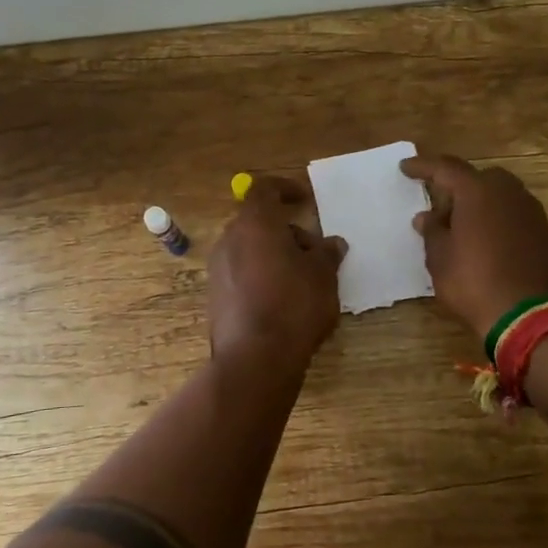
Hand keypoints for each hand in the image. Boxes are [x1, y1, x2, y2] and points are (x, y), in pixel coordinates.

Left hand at [206, 174, 346, 372]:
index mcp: (254, 223)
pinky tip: (283, 301)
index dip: (285, 189)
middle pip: (257, 222)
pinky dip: (261, 276)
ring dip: (274, 255)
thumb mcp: (323, 275)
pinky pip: (241, 274)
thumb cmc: (294, 304)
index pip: (264, 190)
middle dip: (285, 231)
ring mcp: (218, 269)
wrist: (255, 358)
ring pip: (249, 249)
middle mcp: (229, 240)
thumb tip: (332, 243)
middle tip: (313, 251)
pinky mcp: (215, 297)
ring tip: (303, 280)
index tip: (304, 199)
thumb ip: (326, 253)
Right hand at [402, 152, 547, 340]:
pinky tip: (488, 245)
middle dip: (458, 187)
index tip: (405, 168)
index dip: (423, 167)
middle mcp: (509, 193)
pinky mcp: (547, 235)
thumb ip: (432, 231)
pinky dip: (499, 223)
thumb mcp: (440, 259)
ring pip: (501, 197)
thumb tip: (427, 217)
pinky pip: (516, 217)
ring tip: (464, 228)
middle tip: (441, 207)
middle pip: (479, 179)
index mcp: (478, 191)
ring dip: (481, 206)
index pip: (446, 168)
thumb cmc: (474, 282)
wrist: (530, 317)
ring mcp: (532, 213)